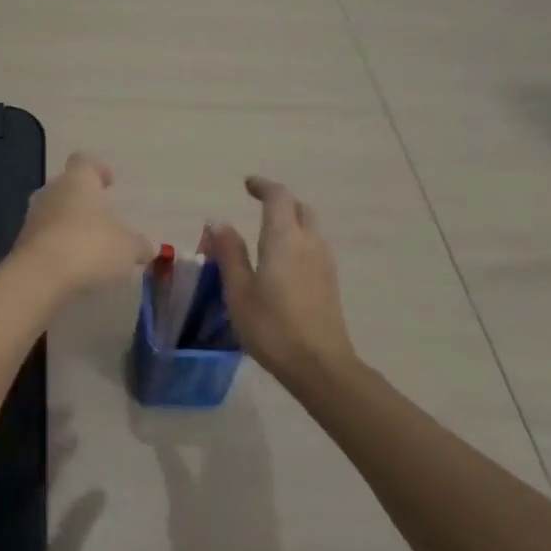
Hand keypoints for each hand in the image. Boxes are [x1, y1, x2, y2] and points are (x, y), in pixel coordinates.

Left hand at [15, 152, 153, 295]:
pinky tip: (73, 267)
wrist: (40, 276)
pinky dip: (58, 248)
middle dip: (83, 201)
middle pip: (67, 187)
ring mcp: (33, 217)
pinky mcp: (22, 244)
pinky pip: (45, 239)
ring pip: (54, 213)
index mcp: (77, 180)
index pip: (84, 161)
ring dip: (69, 226)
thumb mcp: (128, 247)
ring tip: (90, 248)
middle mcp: (51, 192)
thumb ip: (139, 244)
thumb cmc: (90, 246)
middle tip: (102, 219)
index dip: (97, 168)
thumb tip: (147, 247)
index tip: (109, 182)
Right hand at [205, 176, 361, 386]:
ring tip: (267, 234)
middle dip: (280, 201)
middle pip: (300, 208)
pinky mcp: (330, 283)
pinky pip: (314, 247)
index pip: (278, 197)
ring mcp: (324, 263)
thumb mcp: (238, 291)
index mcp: (283, 239)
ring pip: (310, 227)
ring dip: (291, 221)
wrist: (320, 366)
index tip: (247, 185)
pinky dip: (298, 241)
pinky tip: (282, 262)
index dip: (263, 186)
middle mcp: (309, 243)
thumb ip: (229, 253)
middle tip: (258, 206)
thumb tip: (220, 223)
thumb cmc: (272, 327)